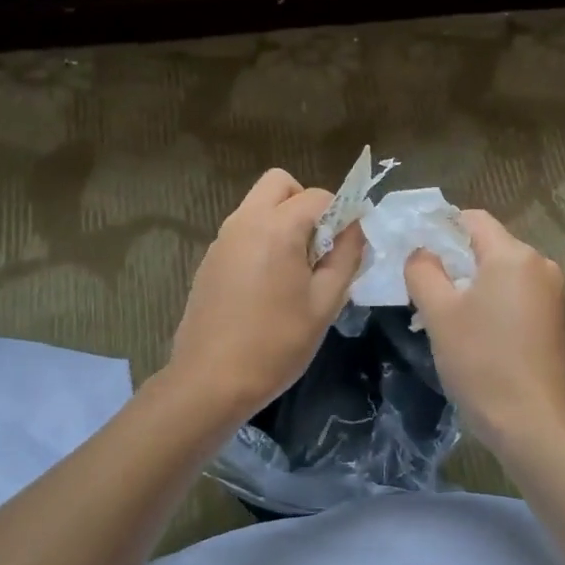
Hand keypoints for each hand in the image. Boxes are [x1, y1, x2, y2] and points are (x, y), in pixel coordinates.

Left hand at [165, 168, 365, 421]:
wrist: (210, 381)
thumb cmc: (276, 345)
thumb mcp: (325, 304)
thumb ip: (345, 258)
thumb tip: (355, 228)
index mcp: (276, 228)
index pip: (319, 196)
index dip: (342, 214)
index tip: (351, 246)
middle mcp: (245, 222)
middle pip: (280, 184)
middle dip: (306, 203)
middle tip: (320, 246)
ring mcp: (221, 239)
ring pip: (258, 206)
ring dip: (283, 221)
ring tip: (297, 269)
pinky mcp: (209, 260)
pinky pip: (243, 230)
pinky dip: (263, 239)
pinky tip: (269, 285)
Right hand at [404, 210, 564, 454]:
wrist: (532, 423)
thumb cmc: (481, 362)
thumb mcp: (439, 314)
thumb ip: (423, 271)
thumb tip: (422, 252)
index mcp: (514, 255)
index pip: (472, 219)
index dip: (439, 228)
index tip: (414, 254)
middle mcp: (540, 265)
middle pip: (488, 246)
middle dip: (454, 261)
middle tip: (423, 290)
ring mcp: (553, 294)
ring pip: (501, 273)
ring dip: (472, 285)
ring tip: (445, 317)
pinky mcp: (556, 320)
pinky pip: (516, 296)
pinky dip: (492, 303)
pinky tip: (475, 333)